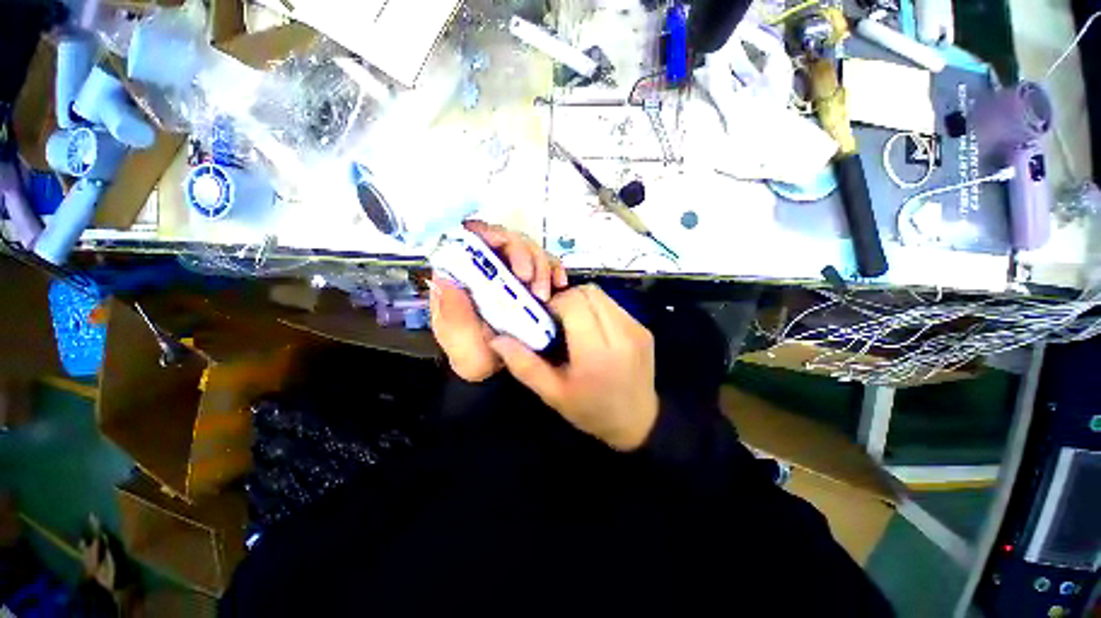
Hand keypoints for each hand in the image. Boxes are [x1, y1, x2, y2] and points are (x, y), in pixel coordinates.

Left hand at [430, 221, 566, 382]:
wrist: (504, 368)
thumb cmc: (479, 356)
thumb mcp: (461, 345)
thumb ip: (452, 317)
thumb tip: (445, 277)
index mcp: (465, 278)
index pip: (471, 240)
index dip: (485, 235)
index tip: (499, 246)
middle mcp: (490, 269)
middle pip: (506, 239)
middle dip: (521, 253)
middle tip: (527, 279)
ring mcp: (515, 273)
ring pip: (530, 249)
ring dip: (541, 266)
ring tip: (543, 295)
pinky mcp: (535, 281)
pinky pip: (550, 264)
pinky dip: (556, 270)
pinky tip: (559, 284)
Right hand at [489, 284, 658, 450]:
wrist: (638, 421)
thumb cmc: (591, 411)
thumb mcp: (552, 393)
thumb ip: (524, 365)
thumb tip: (497, 339)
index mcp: (596, 353)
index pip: (574, 303)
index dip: (555, 305)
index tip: (546, 321)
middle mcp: (621, 334)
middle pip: (588, 292)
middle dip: (567, 299)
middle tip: (557, 321)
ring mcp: (636, 329)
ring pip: (601, 295)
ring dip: (582, 302)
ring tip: (575, 325)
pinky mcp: (644, 328)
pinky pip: (613, 305)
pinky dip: (597, 309)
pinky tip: (593, 330)